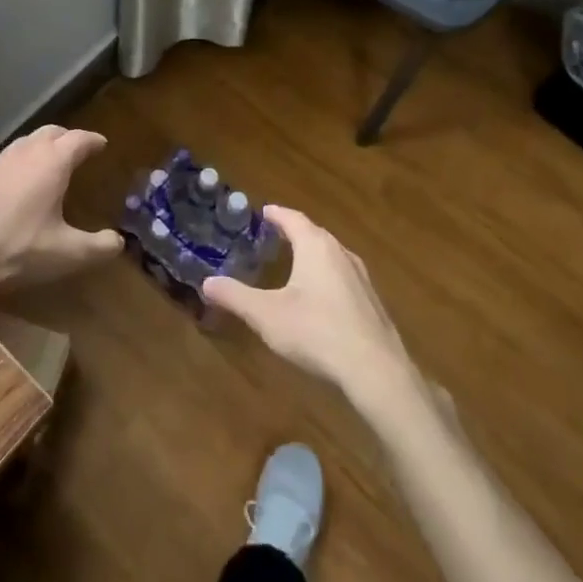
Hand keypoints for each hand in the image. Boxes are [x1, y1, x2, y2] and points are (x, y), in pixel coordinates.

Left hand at [0, 125, 120, 298]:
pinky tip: (15, 189)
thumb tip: (119, 242)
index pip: (79, 139)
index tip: (102, 144)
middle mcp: (24, 153)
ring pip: (24, 144)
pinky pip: (3, 162)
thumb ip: (98, 247)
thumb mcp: (66, 255)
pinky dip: (17, 166)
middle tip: (78, 151)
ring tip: (49, 166)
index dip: (93, 141)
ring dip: (40, 149)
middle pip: (50, 132)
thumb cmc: (16, 251)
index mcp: (51, 163)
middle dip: (67, 138)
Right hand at [204, 205, 416, 409]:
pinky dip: (326, 276)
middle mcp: (340, 253)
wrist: (375, 370)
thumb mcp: (266, 315)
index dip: (276, 214)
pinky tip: (320, 296)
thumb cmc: (316, 332)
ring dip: (312, 254)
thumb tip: (207, 282)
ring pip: (331, 255)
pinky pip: (343, 277)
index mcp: (315, 247)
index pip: (292, 219)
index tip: (263, 211)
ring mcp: (361, 277)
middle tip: (274, 235)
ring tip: (295, 262)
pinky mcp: (371, 301)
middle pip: (314, 234)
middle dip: (294, 232)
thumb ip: (235, 297)